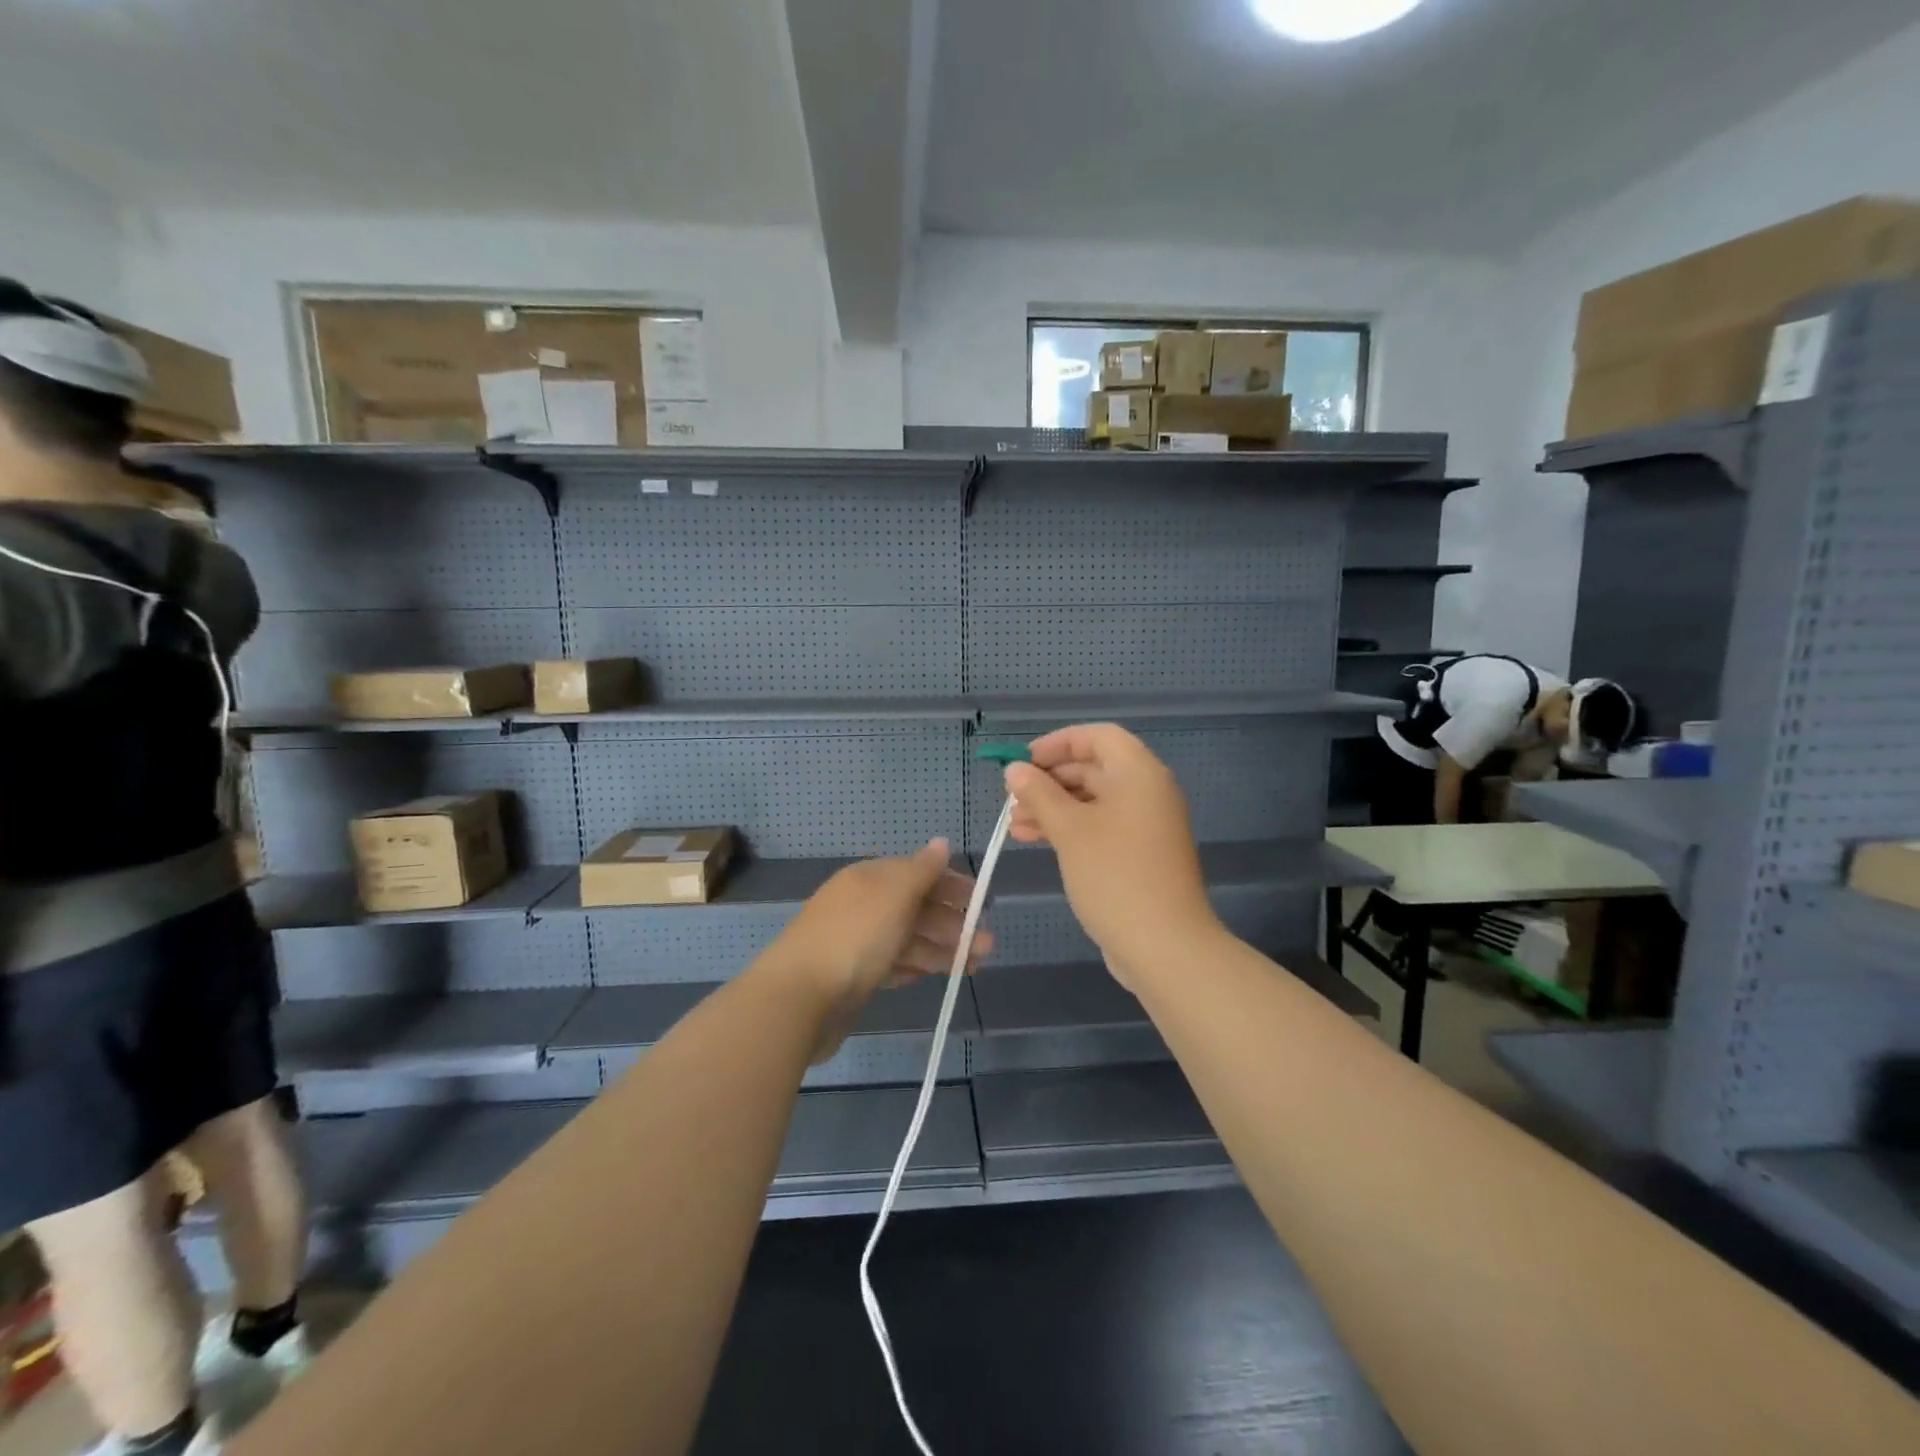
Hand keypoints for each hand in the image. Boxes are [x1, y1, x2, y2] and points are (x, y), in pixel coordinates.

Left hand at [760, 839, 991, 1061]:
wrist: (800, 998)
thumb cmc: (855, 937)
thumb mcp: (894, 894)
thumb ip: (922, 869)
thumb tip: (942, 842)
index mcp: (869, 878)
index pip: (917, 874)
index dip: (951, 886)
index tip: (983, 903)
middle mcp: (862, 905)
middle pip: (916, 908)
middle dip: (953, 923)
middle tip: (987, 945)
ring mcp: (856, 943)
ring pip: (908, 939)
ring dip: (942, 948)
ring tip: (975, 965)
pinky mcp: (853, 977)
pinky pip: (893, 965)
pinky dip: (916, 967)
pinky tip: (936, 975)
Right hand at [1004, 724, 1217, 987]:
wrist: (1164, 946)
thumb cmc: (1115, 876)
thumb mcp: (1069, 830)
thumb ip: (1039, 794)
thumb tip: (1015, 770)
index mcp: (1139, 773)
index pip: (1098, 736)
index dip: (1058, 743)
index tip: (1023, 761)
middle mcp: (1147, 792)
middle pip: (1094, 768)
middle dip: (1049, 780)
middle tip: (1012, 798)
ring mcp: (1145, 826)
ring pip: (1093, 801)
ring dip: (1053, 807)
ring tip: (1013, 825)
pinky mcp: (1139, 854)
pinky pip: (1100, 827)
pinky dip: (1069, 829)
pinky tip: (1035, 840)